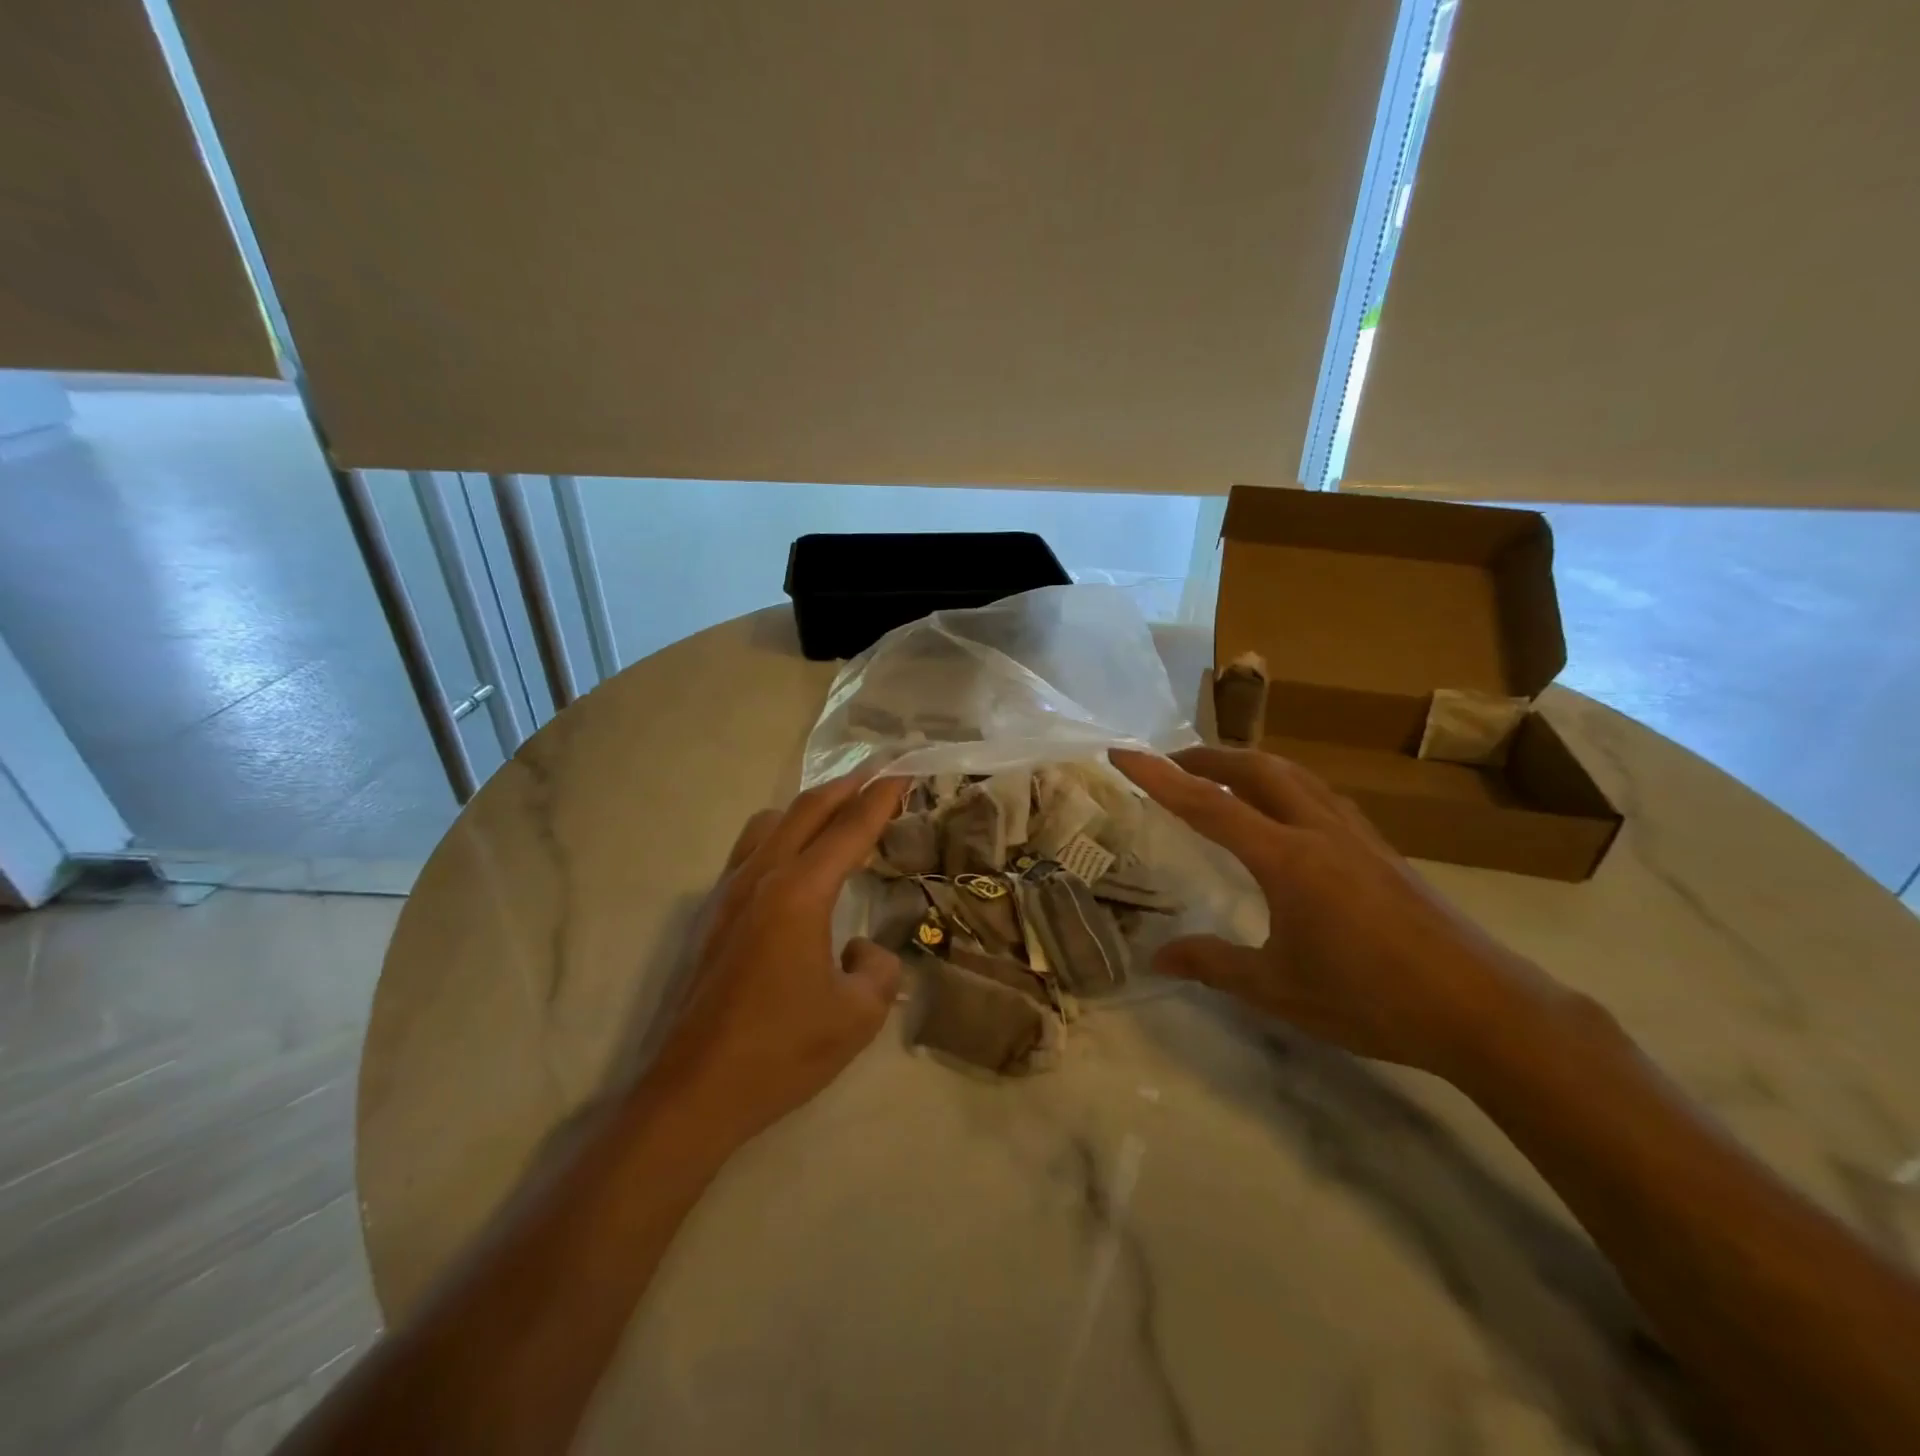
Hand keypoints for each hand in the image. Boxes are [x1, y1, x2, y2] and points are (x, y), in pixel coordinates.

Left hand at [646, 771, 909, 1144]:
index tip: (904, 773)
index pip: (850, 830)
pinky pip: (750, 850)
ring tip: (838, 814)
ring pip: (770, 823)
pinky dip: (781, 835)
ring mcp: (727, 893)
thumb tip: (864, 948)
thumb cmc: (781, 1053)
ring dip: (809, 808)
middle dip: (847, 787)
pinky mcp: (710, 915)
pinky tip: (795, 865)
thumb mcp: (857, 1017)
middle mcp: (761, 878)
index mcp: (799, 894)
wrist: (693, 1093)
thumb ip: (878, 969)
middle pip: (807, 810)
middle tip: (879, 774)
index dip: (881, 799)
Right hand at [1110, 746, 1560, 1080]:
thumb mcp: (1280, 990)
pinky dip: (1284, 784)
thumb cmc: (1372, 1000)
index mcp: (1287, 859)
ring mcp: (1356, 835)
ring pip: (1293, 775)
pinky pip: (1319, 795)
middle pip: (1256, 768)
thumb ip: (1214, 966)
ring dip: (1248, 764)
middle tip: (1170, 764)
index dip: (1159, 777)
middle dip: (1206, 757)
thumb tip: (1158, 957)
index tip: (1122, 753)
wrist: (1484, 1009)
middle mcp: (1319, 831)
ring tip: (1219, 777)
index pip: (1207, 805)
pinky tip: (1283, 811)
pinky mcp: (1380, 848)